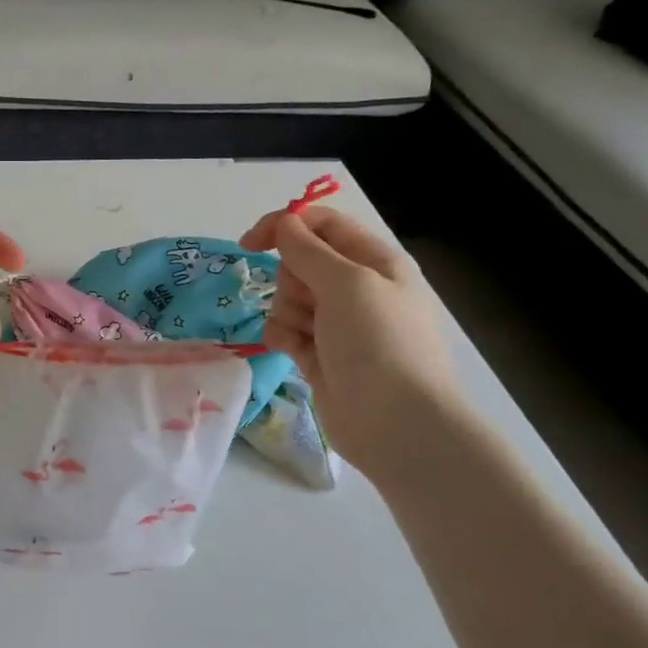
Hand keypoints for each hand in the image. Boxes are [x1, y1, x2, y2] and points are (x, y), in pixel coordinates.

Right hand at [239, 205, 460, 477]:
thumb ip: (308, 250)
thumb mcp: (346, 283)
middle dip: (291, 280)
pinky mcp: (319, 354)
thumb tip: (283, 224)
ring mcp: (338, 323)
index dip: (285, 226)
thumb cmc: (379, 343)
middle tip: (309, 303)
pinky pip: (286, 330)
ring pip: (288, 298)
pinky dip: (283, 337)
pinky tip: (293, 352)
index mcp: (375, 261)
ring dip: (287, 312)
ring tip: (307, 336)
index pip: (322, 224)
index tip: (250, 243)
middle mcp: (358, 288)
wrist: (397, 423)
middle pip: (300, 263)